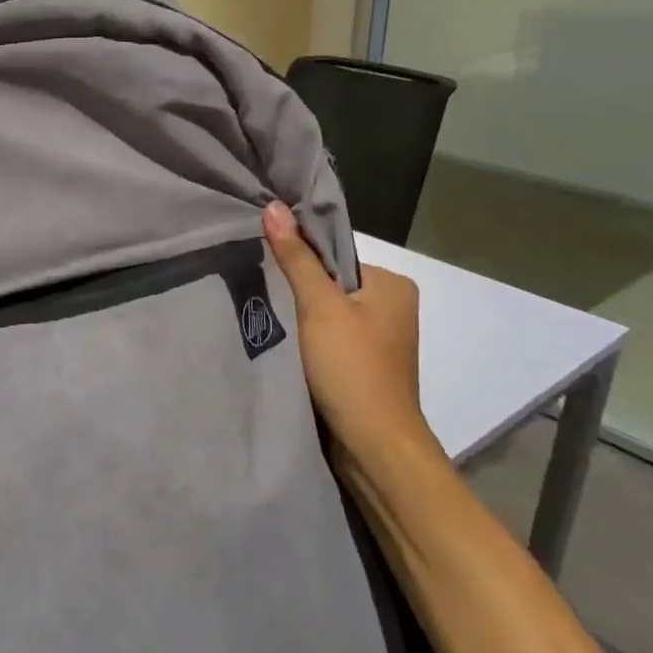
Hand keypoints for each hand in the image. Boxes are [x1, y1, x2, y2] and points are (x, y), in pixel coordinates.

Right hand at [262, 202, 440, 465]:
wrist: (373, 446)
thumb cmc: (352, 368)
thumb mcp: (319, 306)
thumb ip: (296, 258)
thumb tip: (274, 206)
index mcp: (392, 284)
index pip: (333, 256)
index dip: (298, 260)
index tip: (263, 266)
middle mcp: (392, 307)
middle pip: (329, 284)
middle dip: (297, 291)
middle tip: (260, 293)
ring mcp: (380, 341)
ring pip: (327, 314)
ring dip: (300, 319)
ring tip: (268, 320)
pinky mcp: (364, 367)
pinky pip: (329, 340)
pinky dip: (308, 342)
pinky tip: (284, 346)